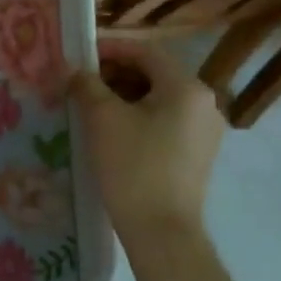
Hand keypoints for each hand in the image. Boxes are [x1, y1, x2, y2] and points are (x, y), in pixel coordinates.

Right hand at [70, 37, 225, 250]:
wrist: (161, 232)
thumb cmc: (132, 166)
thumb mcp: (102, 118)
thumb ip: (86, 84)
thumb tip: (75, 69)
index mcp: (187, 87)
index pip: (145, 51)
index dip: (110, 48)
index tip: (80, 55)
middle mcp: (205, 103)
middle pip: (153, 73)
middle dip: (115, 73)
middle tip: (81, 81)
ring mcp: (205, 130)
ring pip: (158, 97)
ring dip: (124, 94)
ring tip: (91, 104)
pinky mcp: (197, 153)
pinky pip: (165, 120)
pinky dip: (138, 115)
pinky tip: (112, 129)